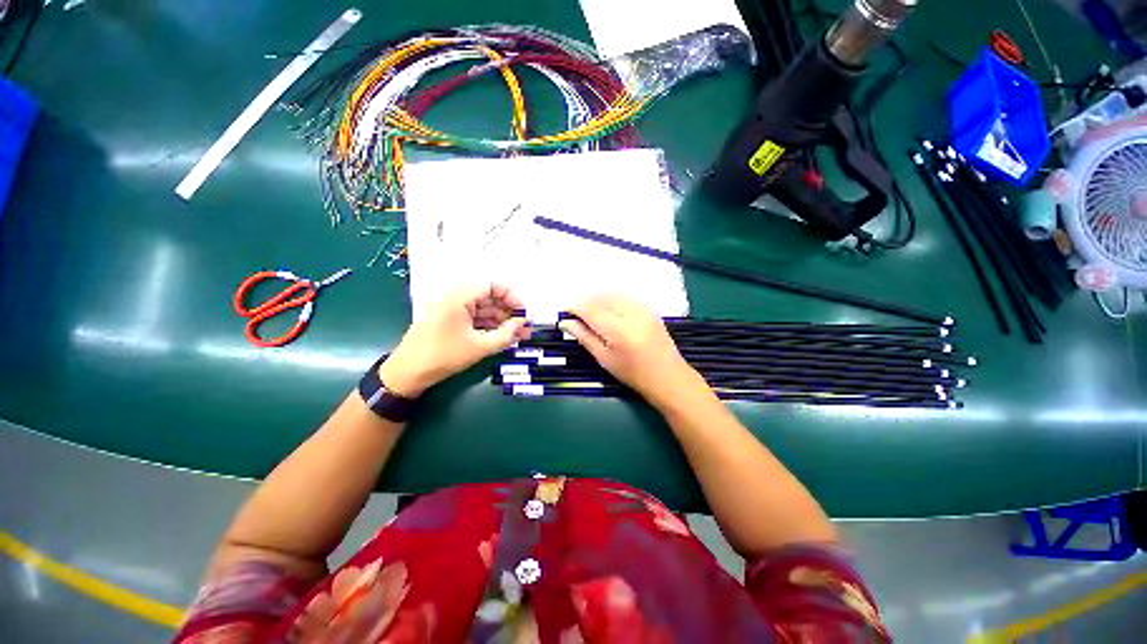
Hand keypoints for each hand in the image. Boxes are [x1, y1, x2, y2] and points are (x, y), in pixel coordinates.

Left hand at [380, 284, 530, 397]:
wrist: (408, 373)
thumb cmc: (443, 356)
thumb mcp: (479, 347)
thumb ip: (506, 335)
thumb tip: (523, 325)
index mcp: (459, 297)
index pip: (492, 285)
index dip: (512, 296)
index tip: (524, 312)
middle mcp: (456, 298)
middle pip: (490, 297)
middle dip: (509, 312)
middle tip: (525, 327)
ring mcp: (453, 309)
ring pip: (484, 309)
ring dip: (502, 321)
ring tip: (519, 335)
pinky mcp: (451, 320)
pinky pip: (476, 318)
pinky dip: (490, 326)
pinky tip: (503, 337)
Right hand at [558, 294, 696, 406]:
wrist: (667, 376)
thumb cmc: (632, 373)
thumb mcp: (604, 358)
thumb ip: (584, 337)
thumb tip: (565, 322)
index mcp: (617, 329)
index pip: (590, 308)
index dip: (574, 306)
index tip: (563, 310)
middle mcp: (630, 313)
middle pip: (601, 296)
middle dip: (584, 299)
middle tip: (574, 311)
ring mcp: (642, 308)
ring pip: (613, 293)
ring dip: (597, 296)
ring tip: (587, 308)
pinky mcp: (649, 308)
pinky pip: (625, 295)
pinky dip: (611, 297)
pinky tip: (606, 306)